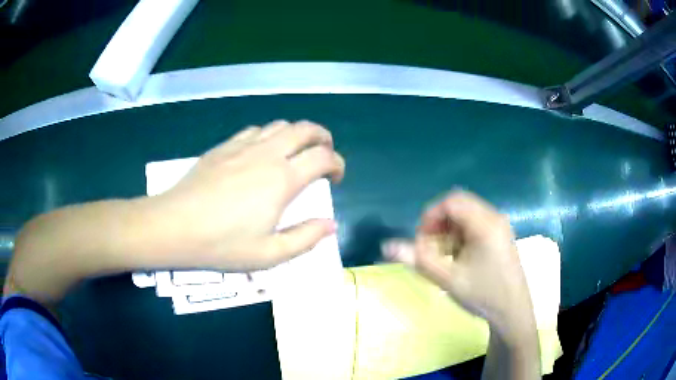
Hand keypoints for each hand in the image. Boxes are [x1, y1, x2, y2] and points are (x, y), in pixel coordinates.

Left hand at [149, 120, 344, 270]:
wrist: (175, 226)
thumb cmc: (222, 244)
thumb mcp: (269, 254)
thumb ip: (305, 238)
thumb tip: (331, 225)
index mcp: (282, 180)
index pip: (323, 157)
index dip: (337, 163)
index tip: (336, 178)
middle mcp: (267, 154)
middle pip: (305, 129)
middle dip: (322, 137)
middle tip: (324, 154)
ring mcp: (243, 146)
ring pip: (280, 125)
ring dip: (296, 134)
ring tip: (296, 152)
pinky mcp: (224, 147)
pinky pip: (255, 130)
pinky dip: (269, 135)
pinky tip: (262, 152)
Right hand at [383, 191, 535, 339]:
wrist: (512, 312)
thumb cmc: (482, 295)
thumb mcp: (447, 279)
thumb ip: (417, 260)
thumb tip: (386, 246)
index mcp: (485, 223)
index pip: (451, 202)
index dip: (430, 216)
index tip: (421, 239)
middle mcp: (494, 217)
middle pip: (459, 205)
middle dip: (438, 222)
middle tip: (430, 247)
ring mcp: (500, 225)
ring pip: (467, 214)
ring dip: (449, 229)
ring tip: (443, 255)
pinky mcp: (501, 235)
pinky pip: (476, 223)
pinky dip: (461, 234)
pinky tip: (458, 256)